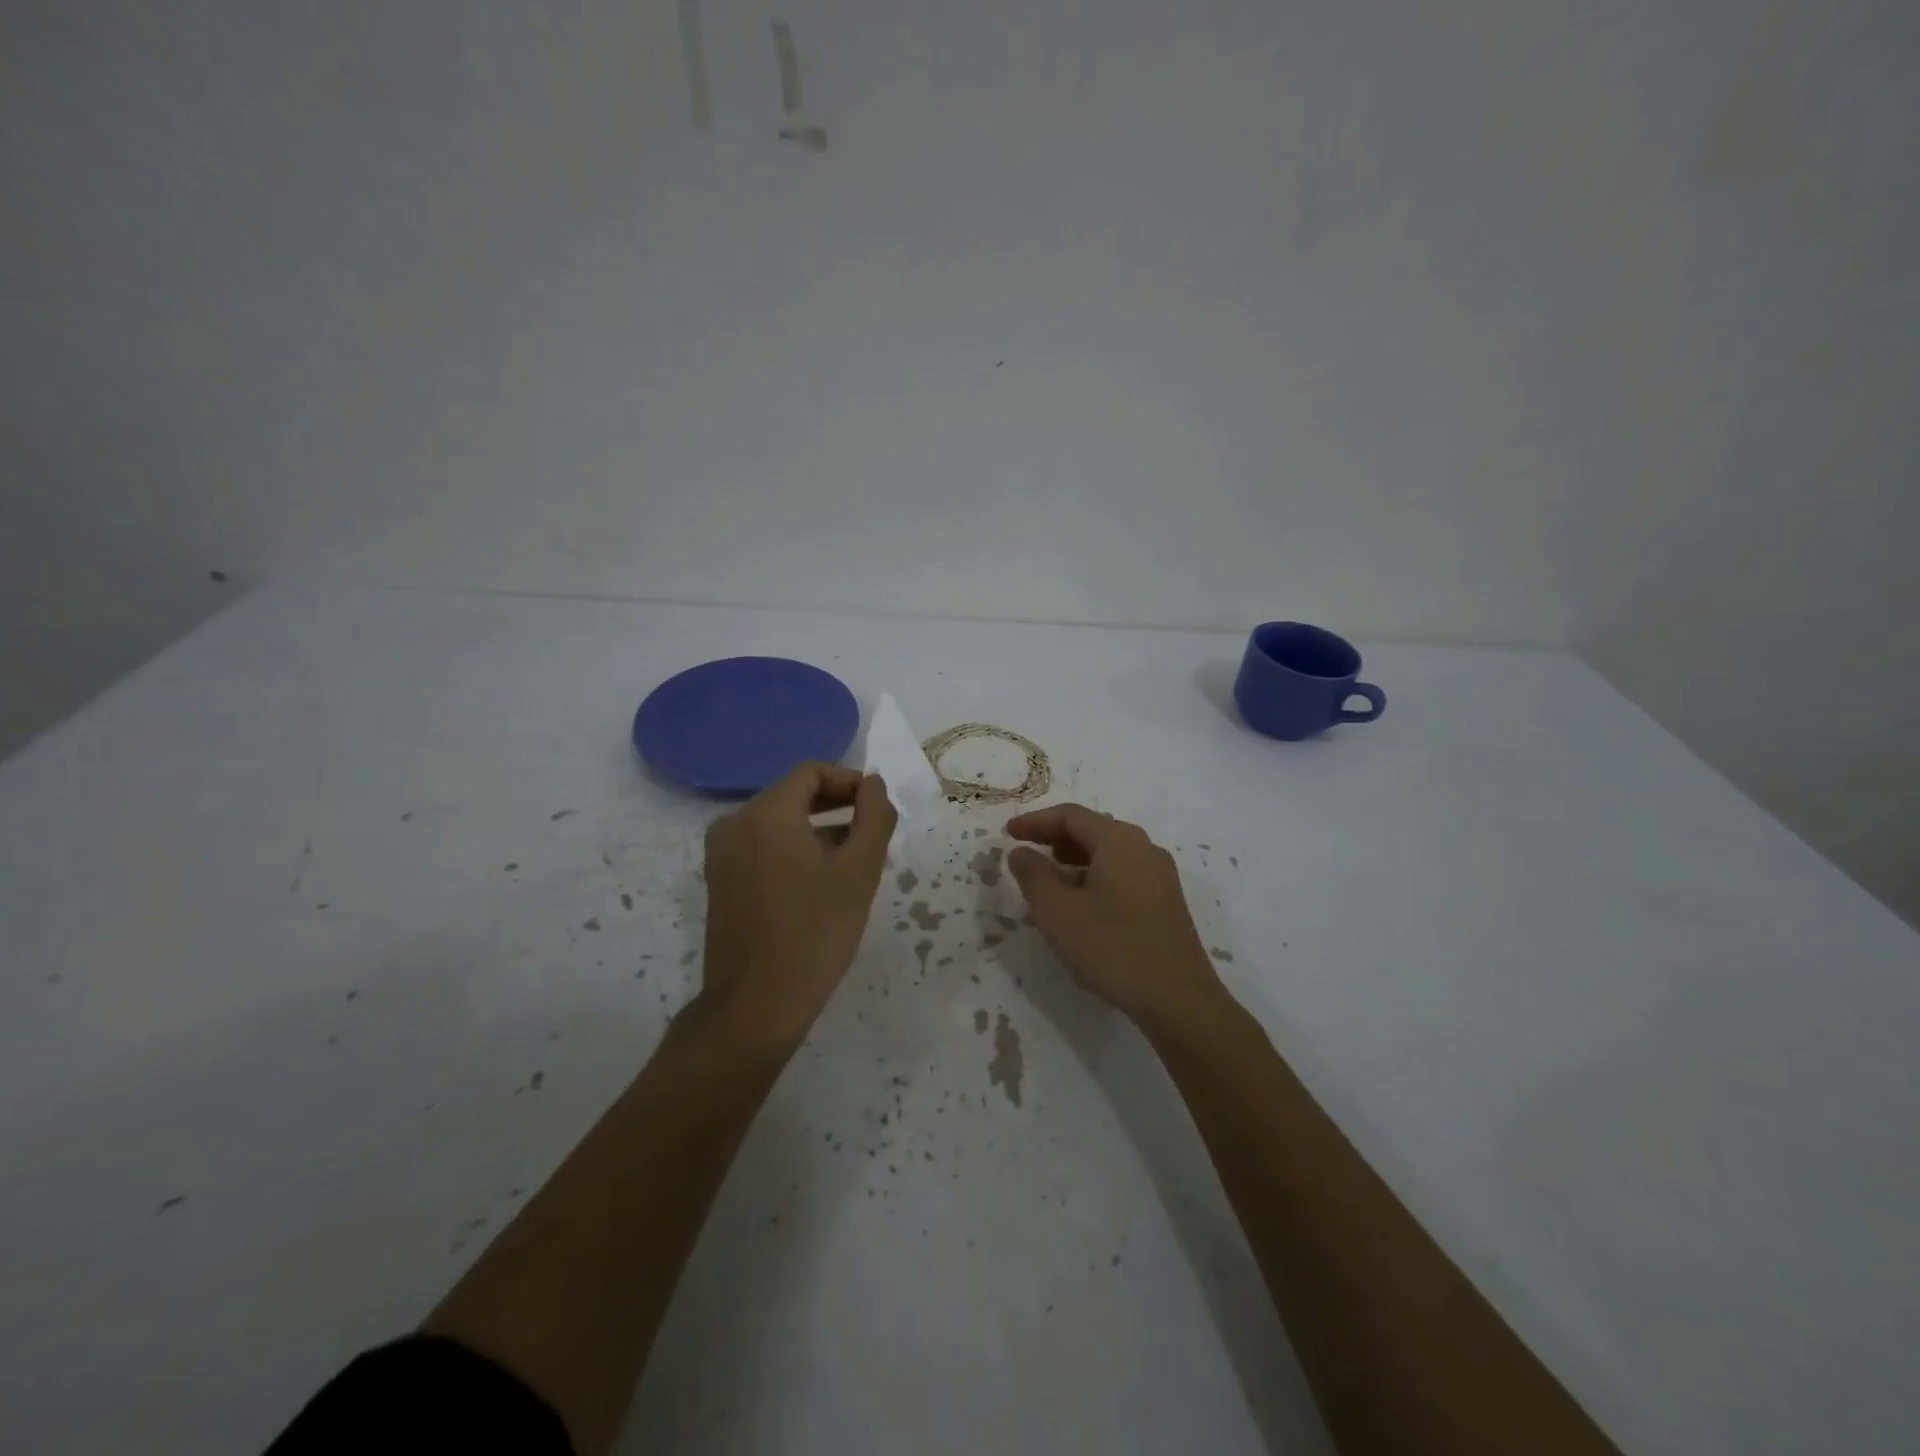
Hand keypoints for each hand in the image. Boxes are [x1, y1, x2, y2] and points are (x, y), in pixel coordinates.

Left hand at [700, 763, 895, 1044]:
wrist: (756, 1006)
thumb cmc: (815, 933)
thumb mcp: (859, 871)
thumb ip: (874, 816)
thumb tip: (874, 785)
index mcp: (765, 813)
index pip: (811, 772)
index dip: (849, 781)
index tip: (877, 807)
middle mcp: (735, 823)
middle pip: (793, 794)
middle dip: (836, 805)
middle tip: (873, 831)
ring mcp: (721, 854)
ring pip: (778, 822)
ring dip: (818, 828)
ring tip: (854, 858)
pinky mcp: (720, 880)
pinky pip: (762, 846)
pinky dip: (794, 849)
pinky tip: (822, 880)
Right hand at [1006, 803, 1222, 1024]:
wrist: (1177, 999)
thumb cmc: (1112, 947)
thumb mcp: (1057, 911)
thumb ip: (1033, 875)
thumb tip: (1021, 852)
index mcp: (1119, 840)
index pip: (1071, 816)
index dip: (1035, 821)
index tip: (1007, 833)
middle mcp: (1144, 848)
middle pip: (1092, 830)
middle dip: (1054, 837)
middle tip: (1024, 851)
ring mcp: (1159, 875)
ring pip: (1108, 853)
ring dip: (1073, 859)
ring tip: (1046, 878)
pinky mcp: (1165, 901)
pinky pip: (1122, 873)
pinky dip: (1093, 876)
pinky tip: (1079, 903)